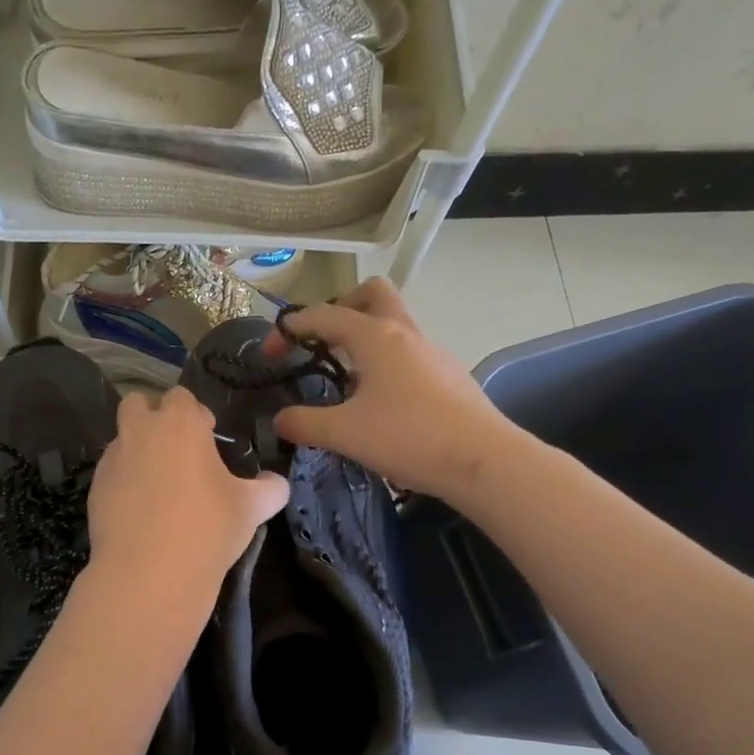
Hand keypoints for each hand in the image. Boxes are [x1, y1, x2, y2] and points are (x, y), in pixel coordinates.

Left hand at [86, 386, 288, 592]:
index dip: (196, 414)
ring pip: (122, 439)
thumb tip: (275, 483)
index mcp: (180, 423)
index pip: (182, 397)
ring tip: (159, 486)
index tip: (208, 438)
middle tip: (177, 450)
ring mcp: (113, 459)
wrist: (149, 573)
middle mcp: (140, 431)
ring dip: (138, 450)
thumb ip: (270, 488)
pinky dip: (124, 481)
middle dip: (154, 417)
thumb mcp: (253, 508)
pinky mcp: (94, 489)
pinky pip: (111, 473)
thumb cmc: (207, 528)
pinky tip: (141, 511)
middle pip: (138, 403)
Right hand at [266, 277, 516, 498]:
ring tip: (346, 379)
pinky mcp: (448, 374)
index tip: (270, 353)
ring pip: (393, 324)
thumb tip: (279, 420)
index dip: (291, 329)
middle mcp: (405, 333)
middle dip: (341, 308)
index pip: (323, 315)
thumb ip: (304, 423)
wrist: (483, 460)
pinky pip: (409, 352)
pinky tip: (380, 402)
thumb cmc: (409, 437)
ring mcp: (432, 352)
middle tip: (322, 341)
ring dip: (365, 338)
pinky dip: (386, 362)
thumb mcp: (345, 433)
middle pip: (372, 294)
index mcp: (375, 336)